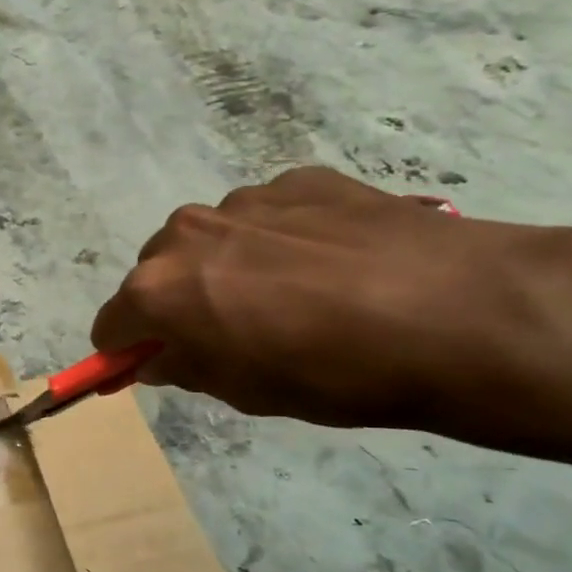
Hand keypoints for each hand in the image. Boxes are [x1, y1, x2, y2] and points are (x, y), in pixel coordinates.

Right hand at [92, 167, 544, 427]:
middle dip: (177, 302)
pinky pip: (265, 216)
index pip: (112, 323)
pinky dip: (279, 240)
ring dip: (226, 266)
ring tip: (292, 295)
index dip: (128, 348)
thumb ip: (183, 367)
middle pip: (156, 272)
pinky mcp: (299, 180)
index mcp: (158, 288)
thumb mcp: (244, 391)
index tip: (153, 363)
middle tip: (231, 332)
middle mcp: (185, 233)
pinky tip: (330, 265)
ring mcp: (243, 199)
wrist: (458, 313)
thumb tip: (157, 355)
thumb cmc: (333, 373)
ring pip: (210, 239)